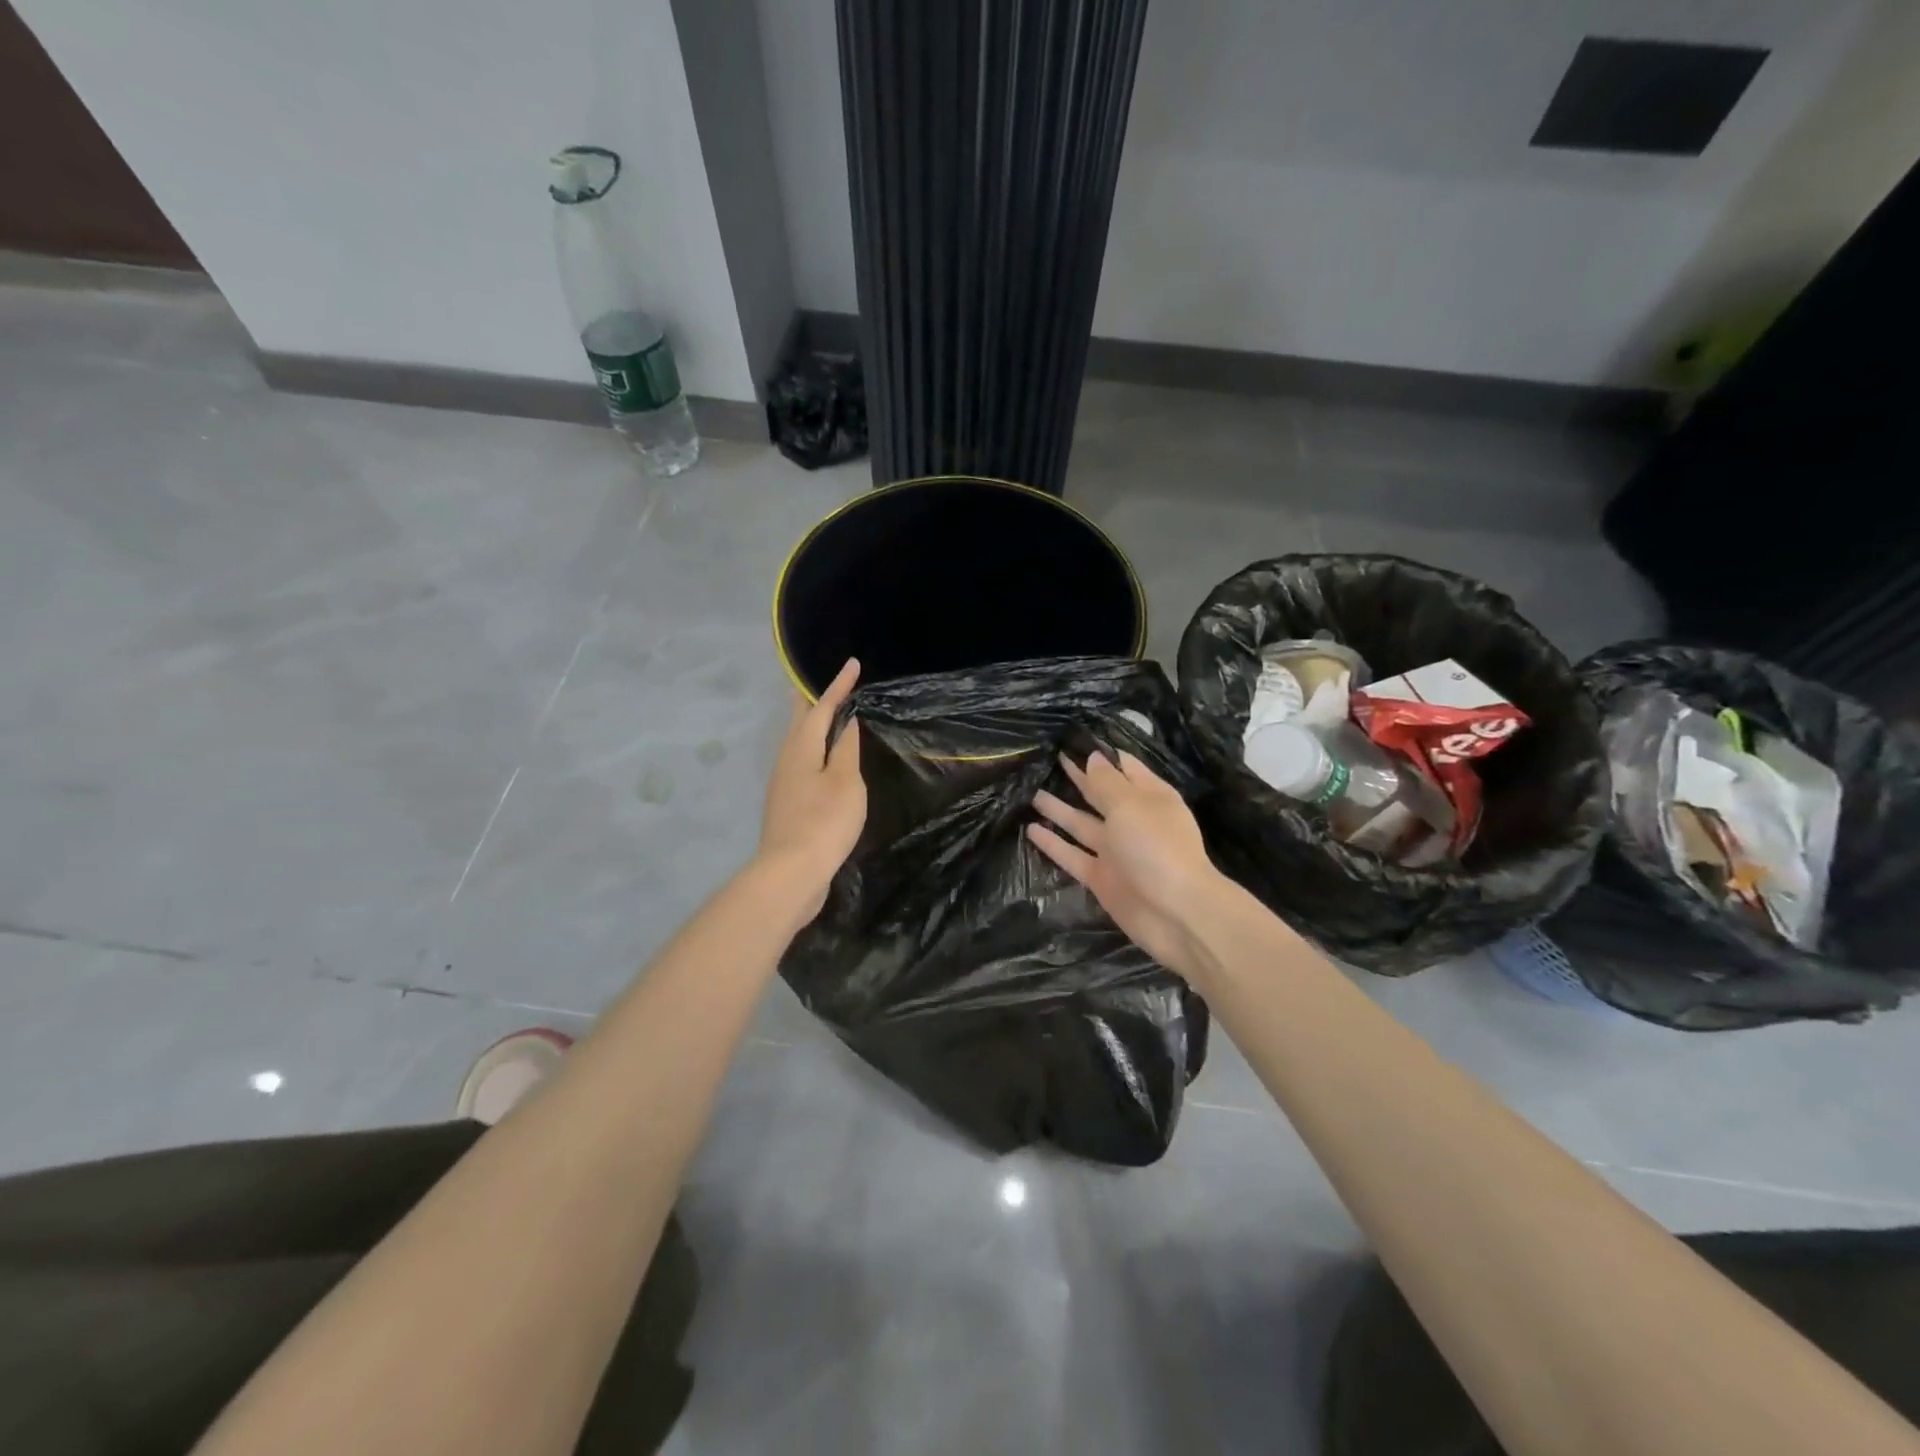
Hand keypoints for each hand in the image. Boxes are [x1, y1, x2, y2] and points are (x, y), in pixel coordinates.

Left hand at [757, 658, 866, 917]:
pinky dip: (813, 749)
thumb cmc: (824, 821)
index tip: (852, 664)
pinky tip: (822, 760)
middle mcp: (786, 760)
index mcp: (801, 748)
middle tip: (822, 682)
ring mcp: (783, 783)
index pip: (821, 707)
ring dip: (811, 725)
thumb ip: (846, 749)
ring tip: (824, 714)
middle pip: (799, 722)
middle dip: (812, 700)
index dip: (838, 686)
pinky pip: (801, 763)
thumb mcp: (845, 781)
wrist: (792, 872)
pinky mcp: (787, 804)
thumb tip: (846, 721)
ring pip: (797, 743)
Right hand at [1029, 750, 1221, 977]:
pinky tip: (1031, 829)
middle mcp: (1132, 821)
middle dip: (1079, 777)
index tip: (1076, 738)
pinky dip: (1053, 843)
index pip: (1124, 767)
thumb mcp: (1130, 806)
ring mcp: (1116, 851)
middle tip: (1050, 758)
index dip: (1101, 754)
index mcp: (1150, 797)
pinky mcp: (1101, 877)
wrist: (1176, 915)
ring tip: (1032, 792)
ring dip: (1059, 809)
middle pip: (1100, 794)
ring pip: (1082, 824)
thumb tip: (1093, 758)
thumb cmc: (1157, 848)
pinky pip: (1072, 855)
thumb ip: (1106, 783)